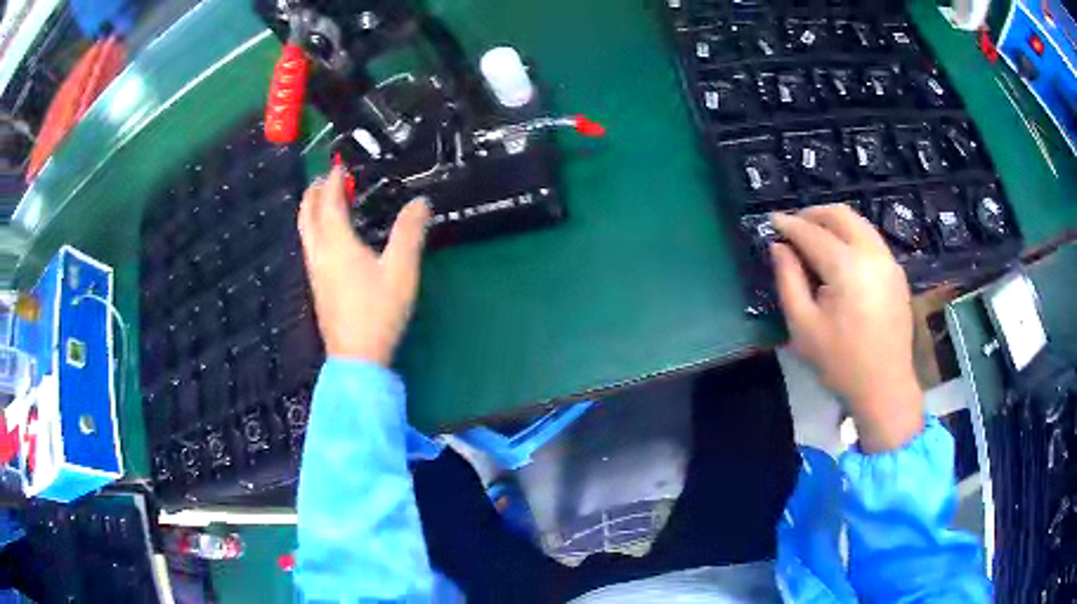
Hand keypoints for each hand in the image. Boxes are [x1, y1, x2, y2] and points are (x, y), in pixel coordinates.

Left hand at [298, 166, 430, 365]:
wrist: (357, 357)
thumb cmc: (378, 311)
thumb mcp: (401, 269)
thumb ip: (410, 232)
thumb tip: (420, 202)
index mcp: (337, 242)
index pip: (329, 201)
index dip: (334, 180)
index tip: (340, 165)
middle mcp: (319, 253)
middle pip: (307, 214)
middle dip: (314, 192)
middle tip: (326, 178)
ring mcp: (315, 272)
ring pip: (305, 232)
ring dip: (312, 210)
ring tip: (325, 201)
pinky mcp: (318, 287)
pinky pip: (310, 246)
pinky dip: (315, 229)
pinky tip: (329, 238)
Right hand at [770, 205, 923, 452]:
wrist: (885, 388)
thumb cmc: (840, 363)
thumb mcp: (803, 326)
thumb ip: (788, 280)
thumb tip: (779, 247)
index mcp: (847, 267)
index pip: (812, 233)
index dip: (789, 225)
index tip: (771, 221)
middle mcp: (872, 254)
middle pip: (840, 215)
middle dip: (813, 214)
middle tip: (794, 226)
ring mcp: (889, 261)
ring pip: (859, 223)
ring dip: (834, 222)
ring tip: (815, 237)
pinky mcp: (897, 273)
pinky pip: (871, 239)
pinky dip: (852, 236)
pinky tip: (840, 256)